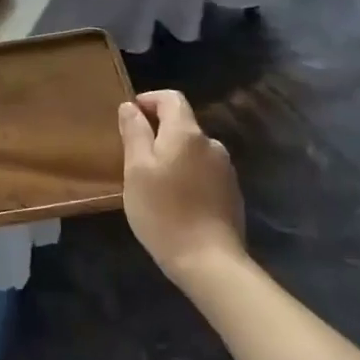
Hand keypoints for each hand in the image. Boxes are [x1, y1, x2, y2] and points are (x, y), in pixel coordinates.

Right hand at [117, 90, 246, 285]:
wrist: (208, 261)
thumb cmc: (163, 211)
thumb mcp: (136, 170)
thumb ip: (134, 133)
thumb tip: (130, 106)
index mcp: (187, 133)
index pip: (171, 98)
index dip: (148, 100)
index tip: (128, 118)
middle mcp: (211, 144)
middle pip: (182, 124)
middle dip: (157, 131)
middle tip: (133, 156)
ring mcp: (225, 169)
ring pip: (192, 149)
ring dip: (172, 155)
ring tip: (152, 181)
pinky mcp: (231, 192)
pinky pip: (203, 171)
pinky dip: (186, 174)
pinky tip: (175, 199)